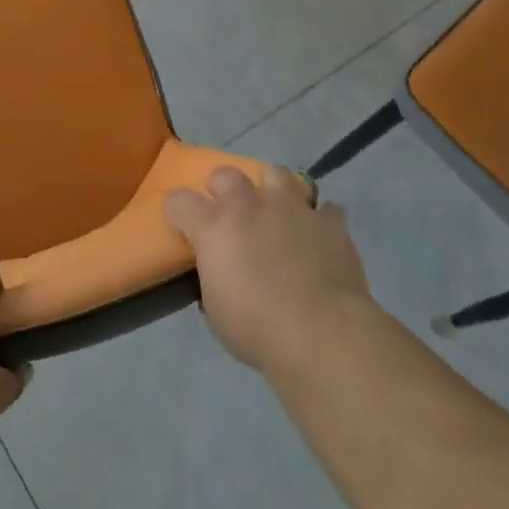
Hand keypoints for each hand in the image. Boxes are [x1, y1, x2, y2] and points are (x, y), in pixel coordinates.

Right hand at [166, 165, 371, 373]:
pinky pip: (325, 209)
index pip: (179, 201)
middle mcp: (250, 205)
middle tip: (230, 216)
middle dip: (223, 189)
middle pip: (226, 174)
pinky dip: (319, 220)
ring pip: (276, 173)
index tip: (182, 225)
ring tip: (275, 212)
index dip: (178, 212)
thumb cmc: (256, 328)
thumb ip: (213, 275)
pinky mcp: (329, 222)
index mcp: (214, 226)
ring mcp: (292, 207)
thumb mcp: (215, 308)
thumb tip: (220, 270)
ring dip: (271, 189)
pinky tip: (318, 236)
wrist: (321, 334)